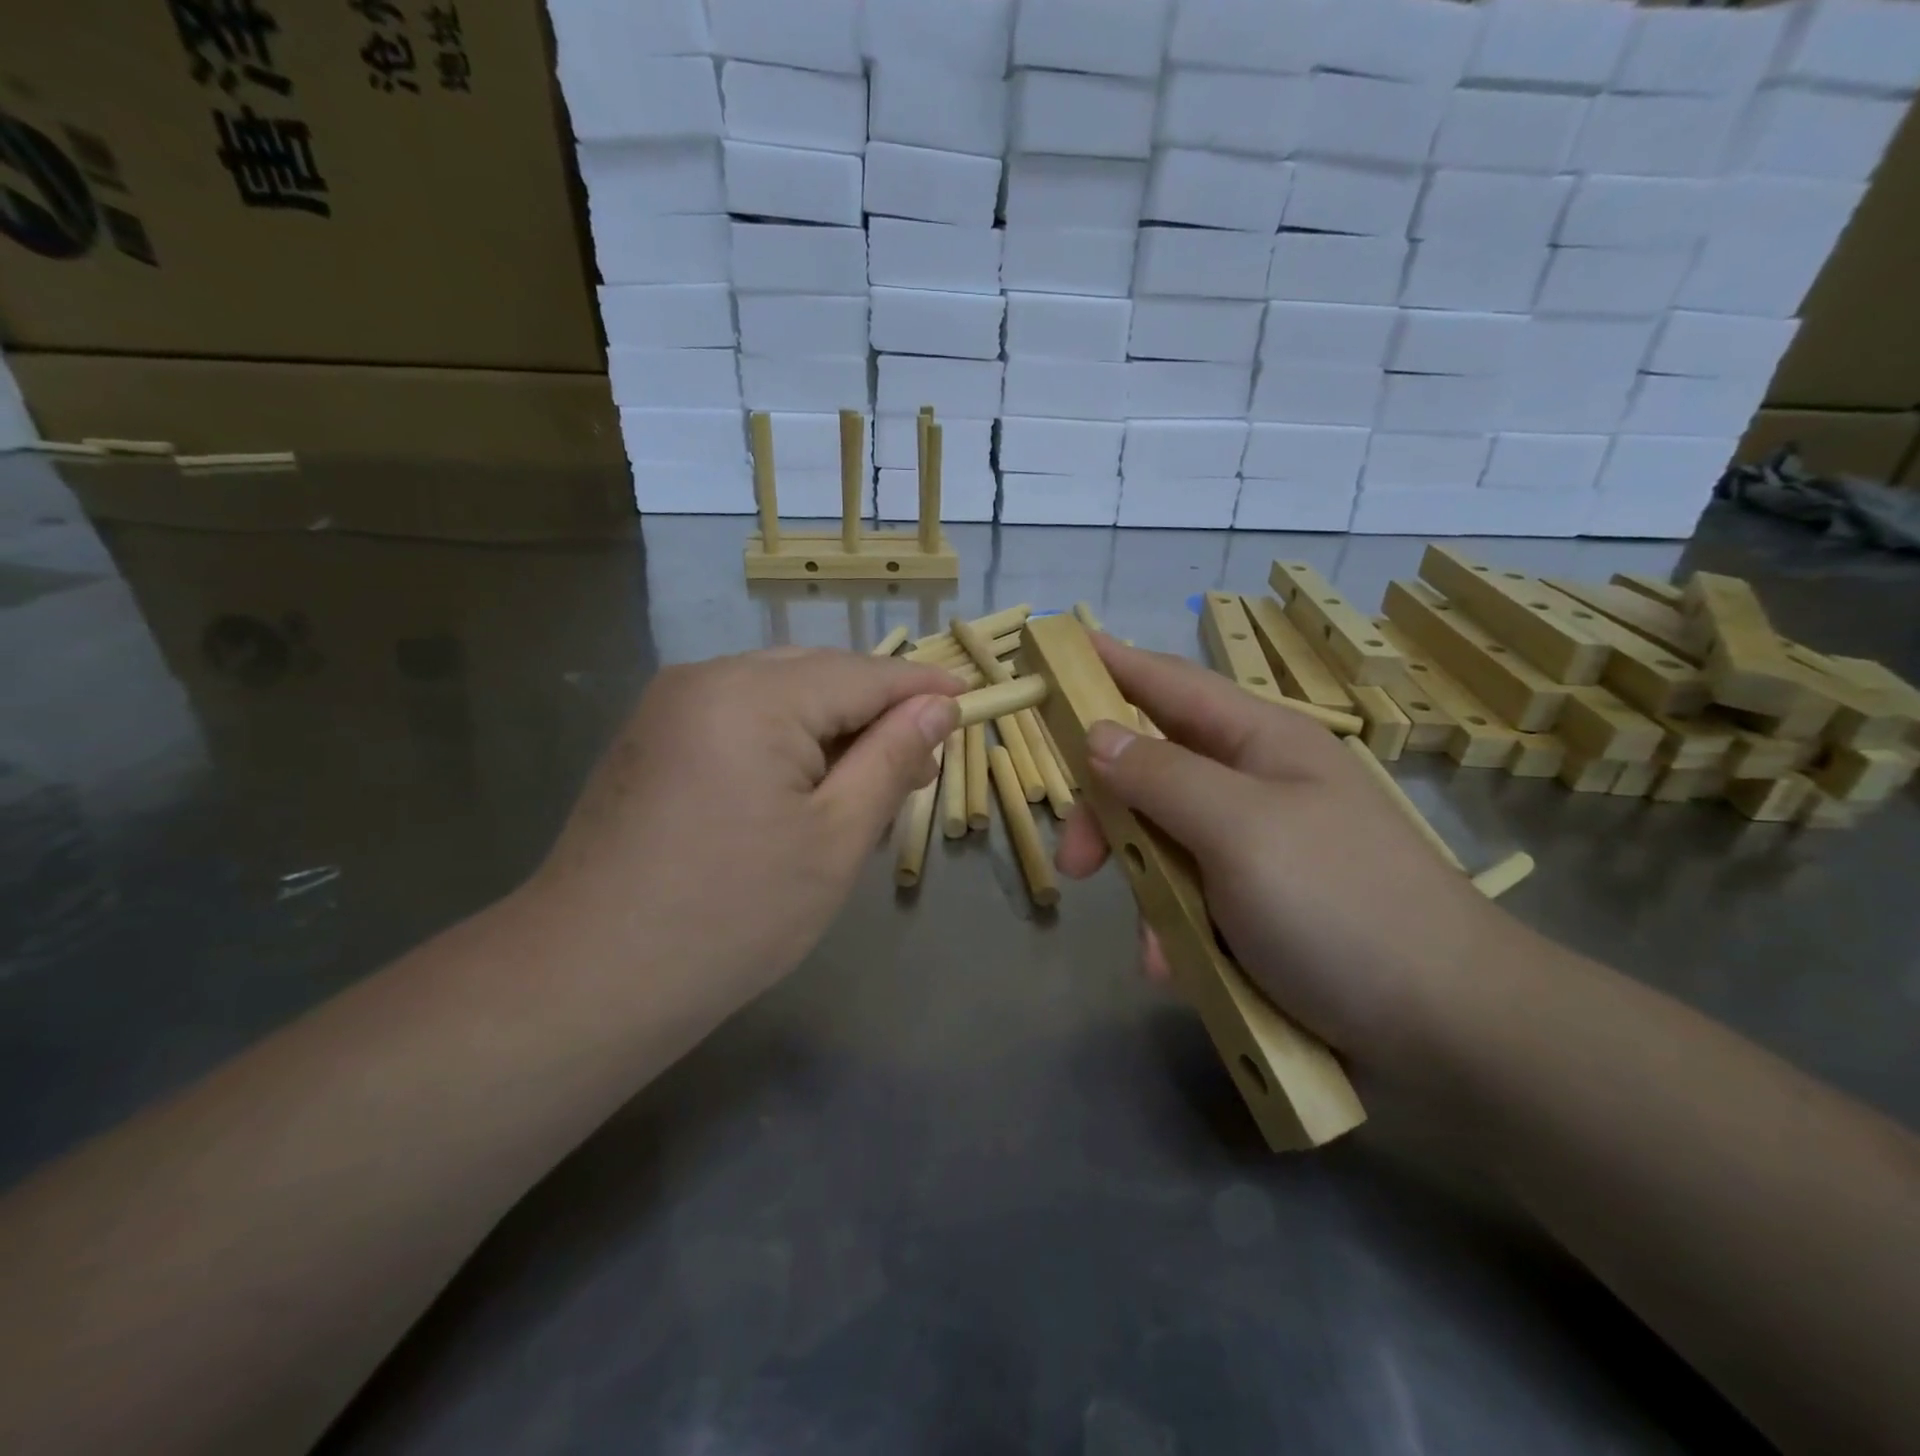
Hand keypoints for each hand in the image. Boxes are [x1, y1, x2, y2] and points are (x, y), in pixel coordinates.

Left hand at [532, 648, 960, 1012]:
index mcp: (754, 694)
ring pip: (778, 694)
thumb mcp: (835, 839)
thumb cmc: (732, 915)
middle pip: (818, 674)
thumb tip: (937, 708)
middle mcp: (706, 678)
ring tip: (868, 783)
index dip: (921, 689)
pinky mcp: (652, 738)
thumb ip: (891, 760)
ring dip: (831, 727)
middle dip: (875, 710)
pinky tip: (803, 787)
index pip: (862, 674)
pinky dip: (785, 739)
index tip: (969, 702)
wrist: (589, 978)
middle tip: (921, 762)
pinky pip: (739, 716)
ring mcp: (670, 706)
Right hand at [1055, 636, 1512, 1064]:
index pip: (1171, 685)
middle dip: (1109, 815)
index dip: (1114, 666)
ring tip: (1155, 951)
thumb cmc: (1341, 906)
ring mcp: (1259, 846)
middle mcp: (1256, 784)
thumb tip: (1097, 735)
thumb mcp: (1241, 830)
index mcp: (1261, 742)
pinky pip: (1191, 897)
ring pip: (1165, 842)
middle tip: (1077, 863)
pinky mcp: (1260, 904)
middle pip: (1153, 771)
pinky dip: (1176, 930)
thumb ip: (1162, 777)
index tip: (1060, 650)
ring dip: (1146, 890)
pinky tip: (1179, 968)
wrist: (1448, 1028)